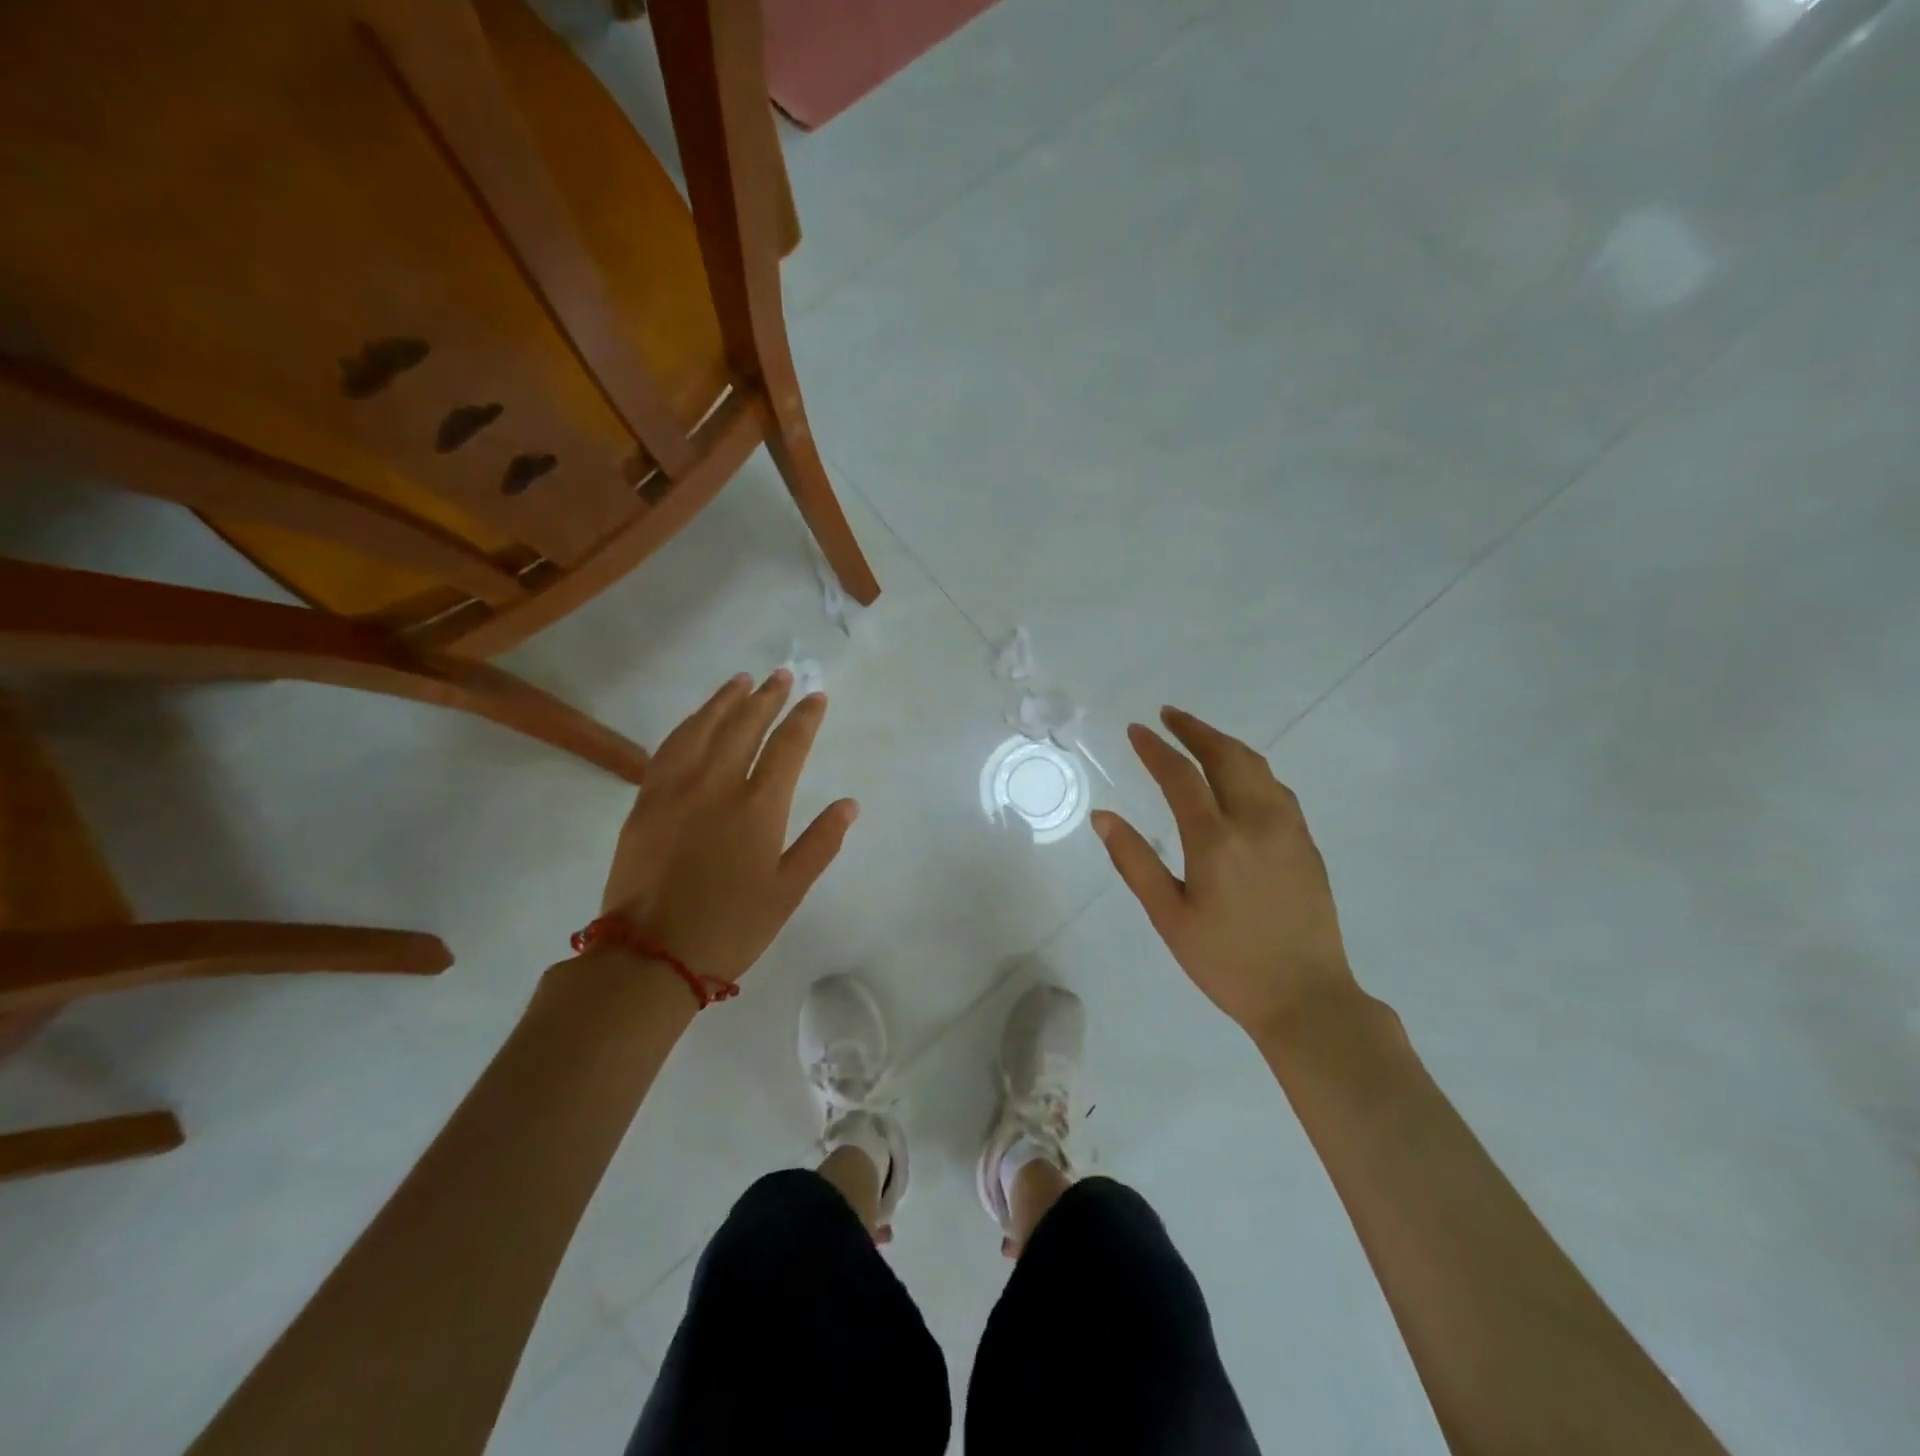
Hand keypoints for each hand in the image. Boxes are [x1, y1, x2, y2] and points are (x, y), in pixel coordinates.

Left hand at [598, 670, 857, 985]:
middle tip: (782, 676)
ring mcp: (676, 789)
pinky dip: (688, 725)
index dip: (804, 719)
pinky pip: (669, 748)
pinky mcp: (645, 801)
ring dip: (725, 700)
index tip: (816, 697)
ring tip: (742, 681)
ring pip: (703, 728)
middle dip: (767, 697)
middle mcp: (717, 785)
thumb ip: (820, 843)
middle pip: (745, 726)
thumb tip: (849, 804)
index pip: (787, 747)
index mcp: (758, 808)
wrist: (650, 956)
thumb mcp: (788, 892)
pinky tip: (696, 719)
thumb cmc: (730, 928)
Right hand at [1090, 707, 1353, 1035]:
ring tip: (1198, 736)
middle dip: (1195, 730)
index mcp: (1217, 841)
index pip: (1181, 777)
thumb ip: (1134, 861)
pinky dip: (1250, 767)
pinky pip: (1276, 787)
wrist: (1307, 998)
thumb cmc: (1227, 963)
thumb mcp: (1169, 917)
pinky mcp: (1307, 843)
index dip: (1156, 749)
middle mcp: (1257, 822)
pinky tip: (1238, 775)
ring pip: (1257, 766)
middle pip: (1226, 756)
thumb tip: (1103, 817)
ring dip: (1224, 744)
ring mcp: (1289, 829)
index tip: (1136, 730)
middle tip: (1169, 715)